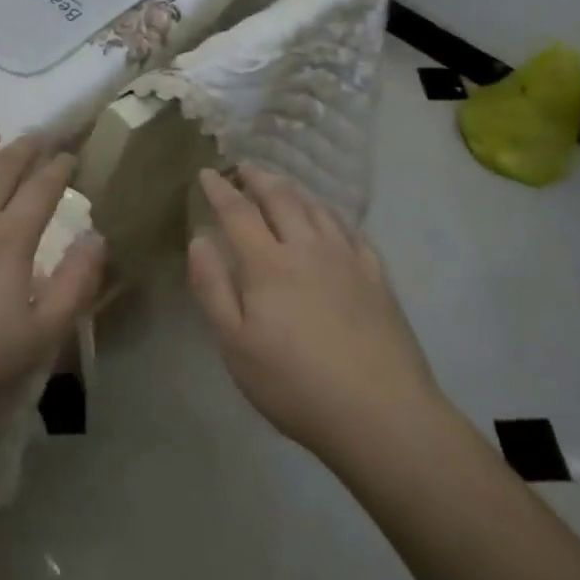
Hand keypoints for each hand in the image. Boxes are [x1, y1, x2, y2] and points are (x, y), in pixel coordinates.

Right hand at [187, 165, 438, 464]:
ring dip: (295, 190)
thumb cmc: (294, 384)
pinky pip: (352, 231)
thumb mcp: (235, 345)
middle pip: (281, 199)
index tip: (207, 173)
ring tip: (282, 184)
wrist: (380, 413)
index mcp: (268, 264)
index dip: (220, 190)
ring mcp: (348, 260)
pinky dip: (333, 215)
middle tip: (244, 167)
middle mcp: (308, 249)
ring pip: (318, 209)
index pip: (238, 212)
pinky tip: (331, 219)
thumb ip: (213, 287)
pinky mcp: (377, 277)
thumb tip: (199, 239)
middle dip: (258, 178)